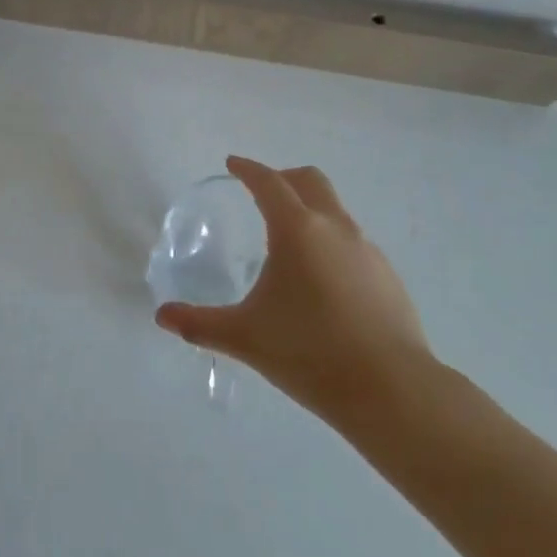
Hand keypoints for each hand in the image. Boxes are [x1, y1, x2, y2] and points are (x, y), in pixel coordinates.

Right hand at [155, 156, 435, 423]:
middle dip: (282, 178)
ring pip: (334, 210)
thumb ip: (200, 324)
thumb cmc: (310, 353)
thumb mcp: (246, 338)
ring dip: (309, 210)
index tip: (233, 164)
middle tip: (260, 194)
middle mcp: (334, 227)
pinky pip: (352, 242)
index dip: (248, 169)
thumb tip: (162, 317)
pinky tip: (322, 282)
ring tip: (289, 244)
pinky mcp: (388, 276)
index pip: (268, 182)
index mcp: (297, 229)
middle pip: (309, 181)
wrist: (393, 392)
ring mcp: (367, 250)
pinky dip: (330, 242)